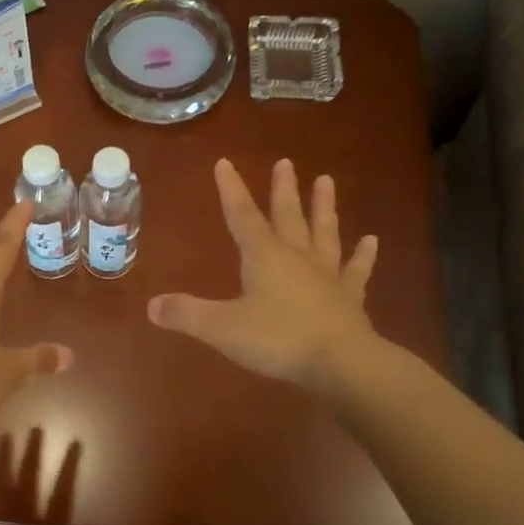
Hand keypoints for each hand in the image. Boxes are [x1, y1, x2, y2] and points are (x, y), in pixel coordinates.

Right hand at [148, 159, 377, 388]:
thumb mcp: (222, 328)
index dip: (231, 190)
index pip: (242, 216)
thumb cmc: (279, 339)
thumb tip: (151, 305)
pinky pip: (357, 270)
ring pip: (324, 232)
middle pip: (288, 216)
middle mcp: (297, 257)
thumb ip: (187, 314)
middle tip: (286, 162)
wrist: (341, 362)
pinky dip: (364, 255)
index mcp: (264, 258)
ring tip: (326, 180)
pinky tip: (372, 240)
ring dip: (324, 207)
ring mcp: (327, 275)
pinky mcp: (350, 297)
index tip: (225, 163)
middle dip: (284, 189)